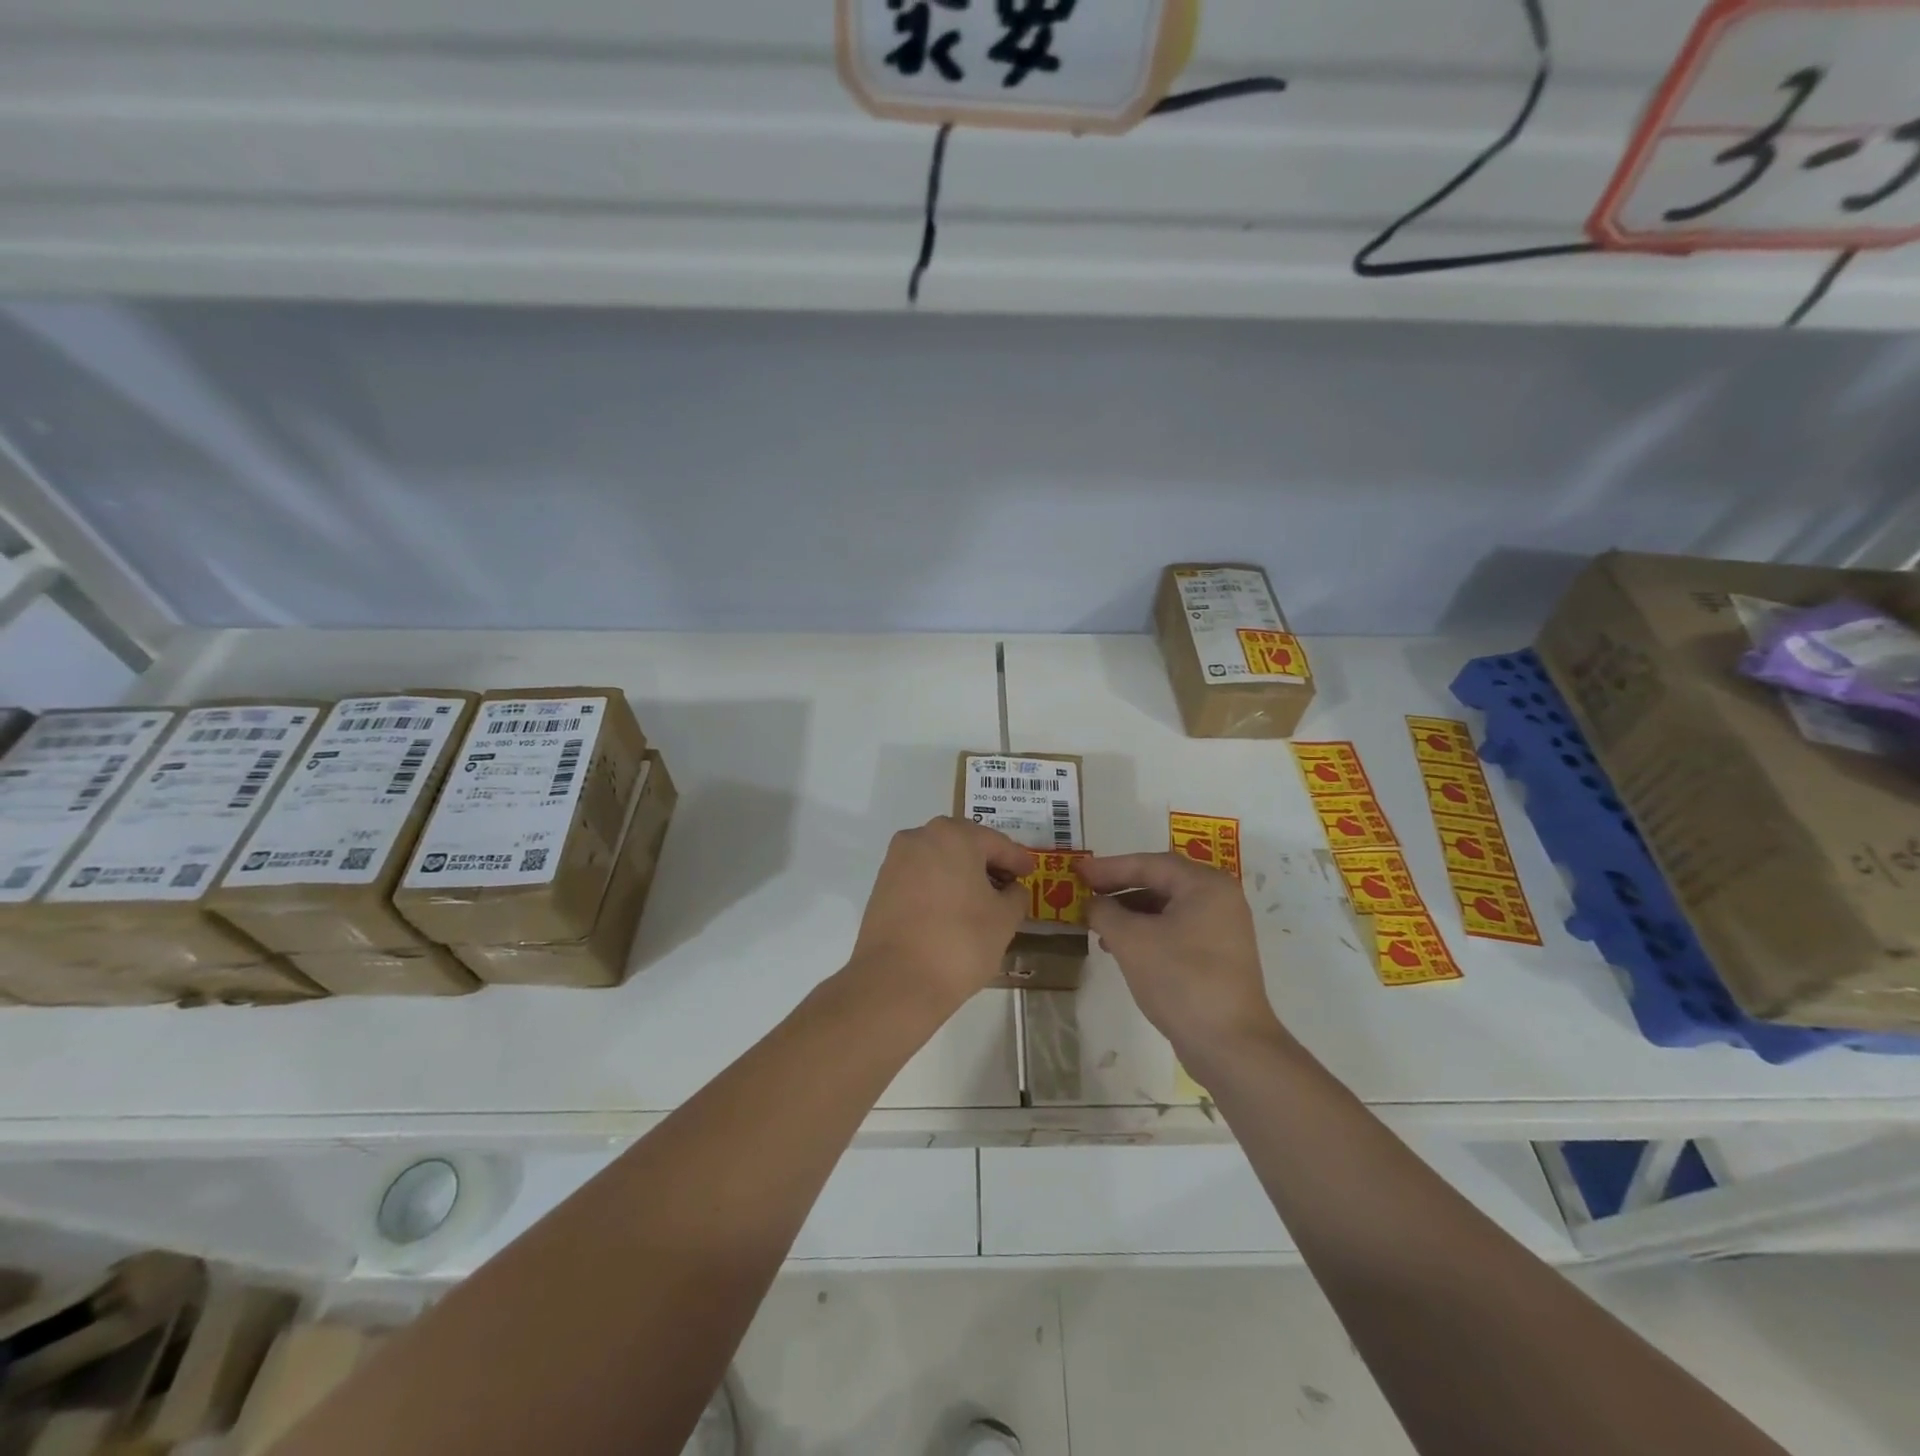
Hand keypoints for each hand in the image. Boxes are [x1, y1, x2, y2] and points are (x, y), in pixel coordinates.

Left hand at [846, 817, 1035, 1016]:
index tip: (1031, 873)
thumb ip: (1015, 896)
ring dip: (961, 872)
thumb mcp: (1004, 920)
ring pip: (939, 858)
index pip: (996, 843)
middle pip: (964, 843)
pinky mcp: (882, 885)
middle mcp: (921, 837)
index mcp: (954, 836)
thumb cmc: (960, 942)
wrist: (896, 980)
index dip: (1018, 859)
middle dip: (987, 861)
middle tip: (1007, 883)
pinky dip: (939, 885)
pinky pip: (920, 876)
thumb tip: (1011, 890)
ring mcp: (896, 860)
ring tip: (980, 899)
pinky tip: (952, 909)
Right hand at [1079, 853, 1287, 1061]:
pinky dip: (1147, 932)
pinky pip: (1175, 930)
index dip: (1109, 867)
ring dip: (1130, 913)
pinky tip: (1121, 948)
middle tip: (1085, 893)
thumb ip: (1105, 912)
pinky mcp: (1218, 956)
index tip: (1078, 872)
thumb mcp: (1131, 940)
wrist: (1230, 1046)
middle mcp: (1219, 899)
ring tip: (1097, 926)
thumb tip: (1092, 903)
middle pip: (1160, 882)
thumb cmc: (1180, 980)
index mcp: (1205, 885)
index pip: (1150, 864)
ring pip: (1167, 908)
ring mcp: (1222, 929)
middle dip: (1119, 888)